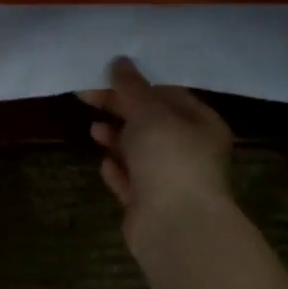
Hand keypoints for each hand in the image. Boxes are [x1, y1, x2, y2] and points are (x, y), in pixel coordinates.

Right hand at [79, 57, 235, 255]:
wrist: (176, 227)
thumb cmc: (170, 158)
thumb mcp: (149, 112)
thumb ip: (131, 87)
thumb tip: (120, 60)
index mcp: (201, 124)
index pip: (168, 93)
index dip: (136, 82)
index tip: (105, 73)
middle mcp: (190, 150)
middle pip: (150, 121)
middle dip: (119, 109)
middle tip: (86, 95)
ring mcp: (170, 179)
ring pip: (138, 151)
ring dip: (116, 138)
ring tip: (94, 130)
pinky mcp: (151, 204)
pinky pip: (131, 180)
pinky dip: (118, 169)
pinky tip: (104, 163)